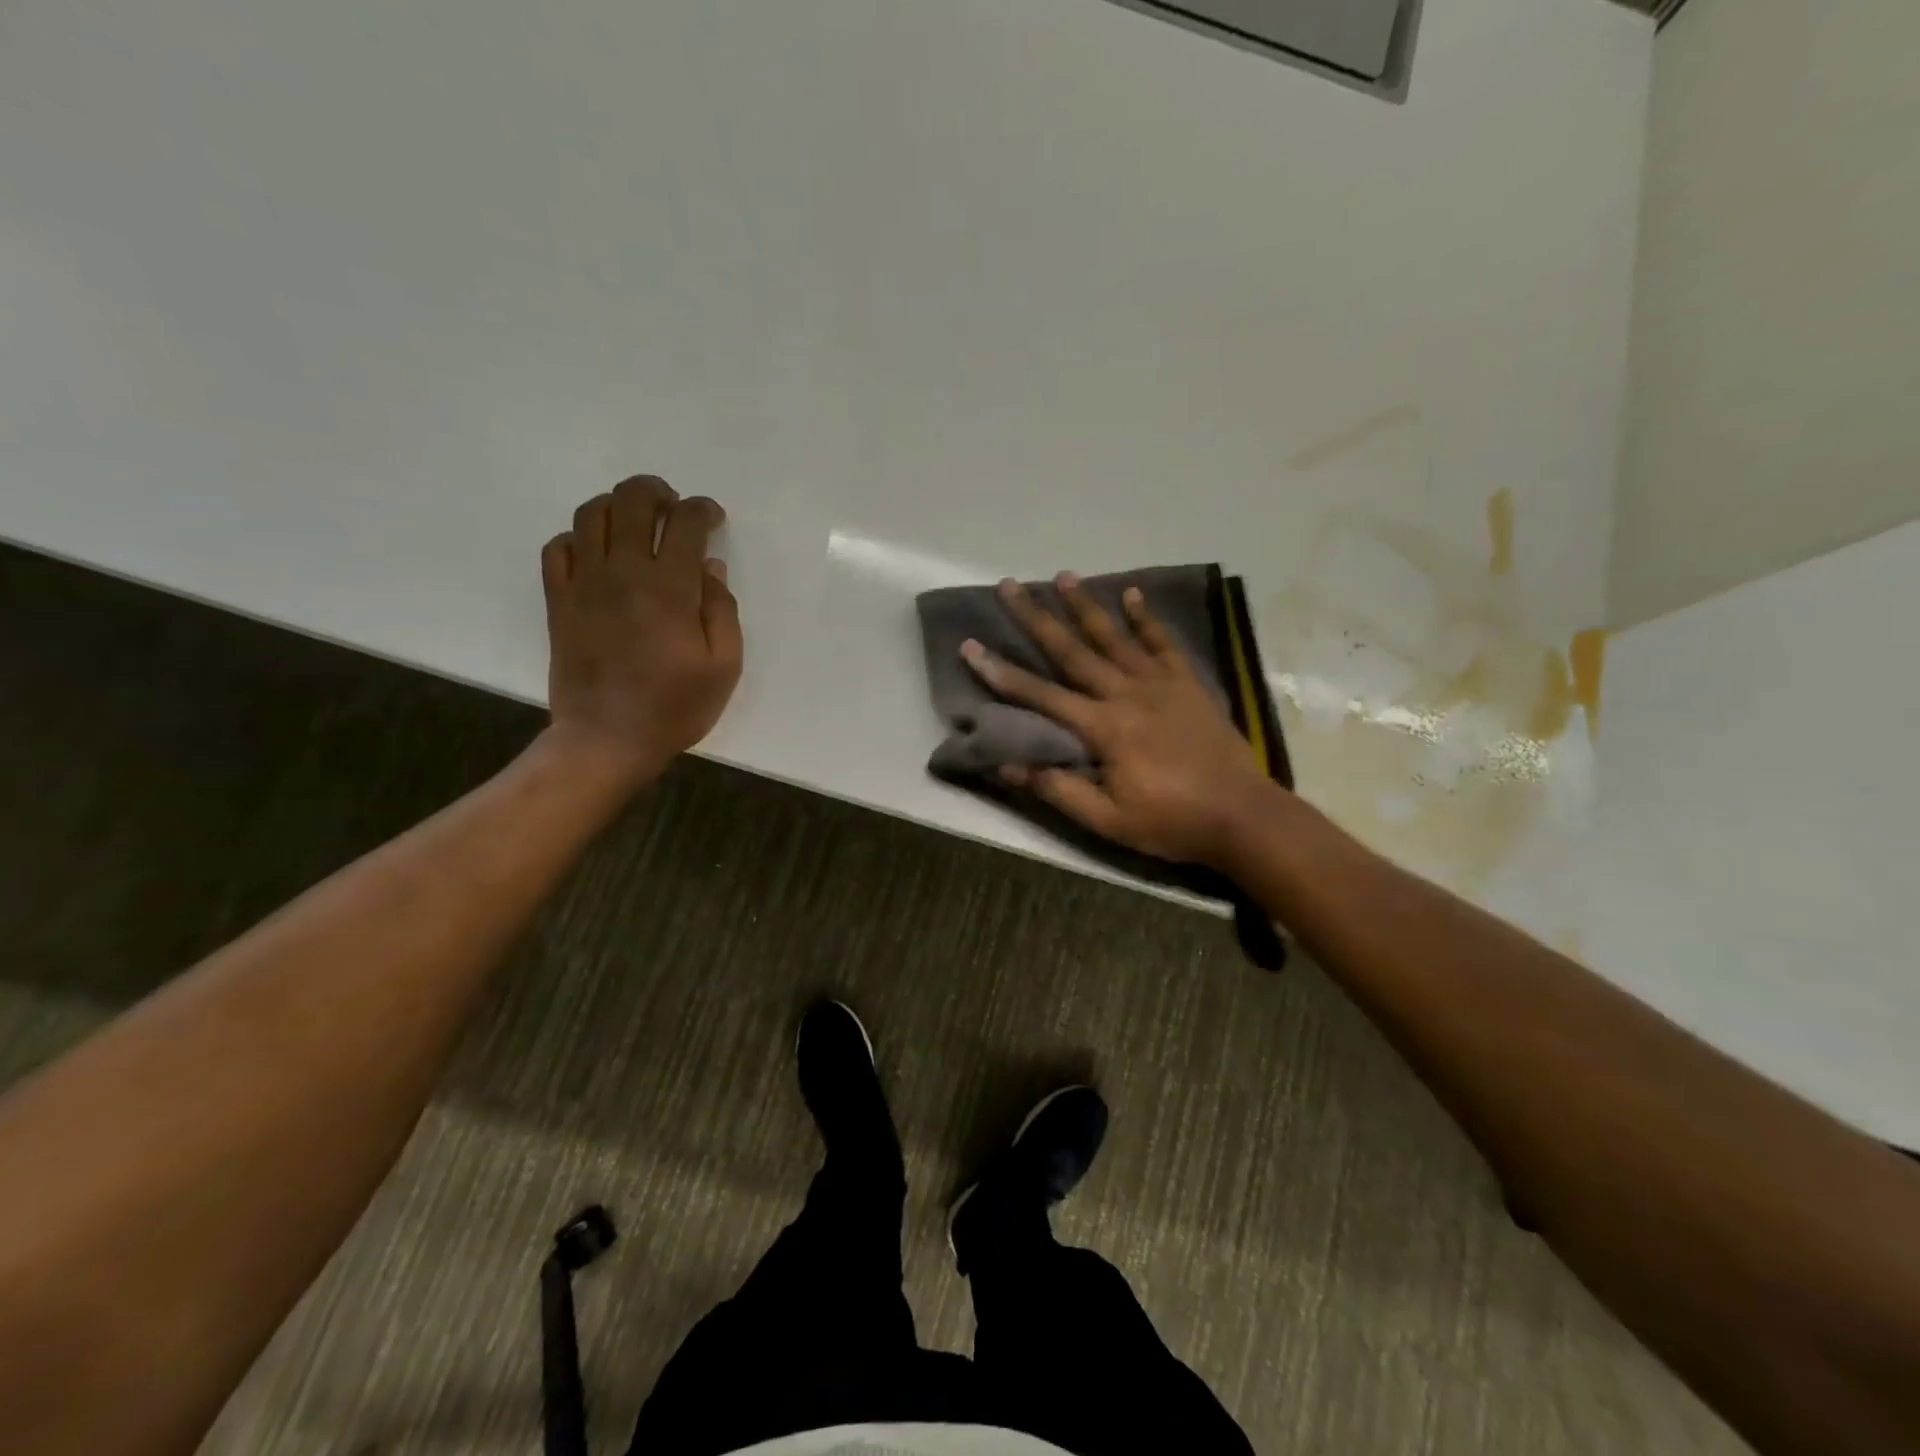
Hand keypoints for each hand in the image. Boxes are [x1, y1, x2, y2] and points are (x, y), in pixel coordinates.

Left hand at [540, 475, 742, 785]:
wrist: (606, 739)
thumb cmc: (675, 707)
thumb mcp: (724, 667)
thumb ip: (722, 611)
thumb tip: (711, 567)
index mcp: (669, 588)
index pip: (685, 523)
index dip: (703, 510)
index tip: (713, 519)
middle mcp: (623, 572)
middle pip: (632, 501)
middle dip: (657, 492)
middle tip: (673, 507)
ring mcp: (584, 584)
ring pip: (591, 515)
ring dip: (617, 506)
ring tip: (636, 522)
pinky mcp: (558, 601)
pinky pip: (558, 547)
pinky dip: (578, 537)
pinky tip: (597, 553)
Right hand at [960, 574, 1281, 866]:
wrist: (1243, 816)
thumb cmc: (1171, 822)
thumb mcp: (1108, 820)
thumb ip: (1058, 789)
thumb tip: (1007, 765)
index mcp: (1104, 728)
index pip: (1040, 695)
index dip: (1002, 672)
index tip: (971, 646)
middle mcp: (1127, 694)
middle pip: (1072, 651)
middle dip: (1037, 618)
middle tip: (1010, 586)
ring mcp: (1160, 685)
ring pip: (1114, 637)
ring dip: (1086, 606)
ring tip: (1063, 576)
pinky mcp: (1187, 684)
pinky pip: (1163, 643)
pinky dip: (1147, 618)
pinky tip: (1132, 594)